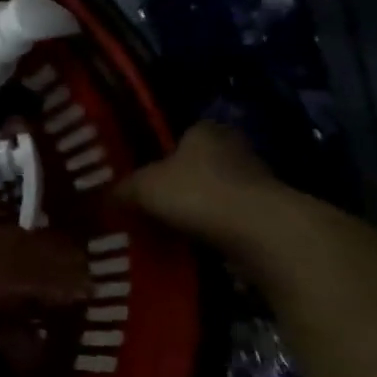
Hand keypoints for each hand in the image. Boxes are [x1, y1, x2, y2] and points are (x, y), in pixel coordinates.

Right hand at [116, 121, 281, 251]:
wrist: (262, 233)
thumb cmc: (197, 194)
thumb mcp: (142, 188)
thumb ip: (122, 190)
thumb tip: (106, 197)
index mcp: (204, 130)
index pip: (181, 134)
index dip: (161, 154)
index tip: (145, 176)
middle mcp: (235, 148)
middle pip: (200, 164)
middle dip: (180, 183)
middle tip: (153, 204)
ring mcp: (258, 181)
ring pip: (217, 193)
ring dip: (199, 209)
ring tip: (171, 229)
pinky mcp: (271, 215)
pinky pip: (232, 220)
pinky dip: (216, 231)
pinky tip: (197, 245)